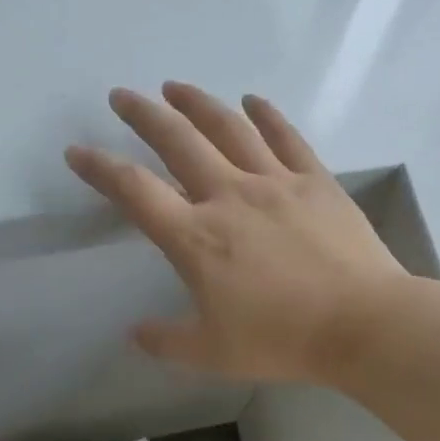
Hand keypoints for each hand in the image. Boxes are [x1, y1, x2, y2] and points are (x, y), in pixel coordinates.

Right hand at [65, 83, 407, 382]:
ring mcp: (275, 182)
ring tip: (175, 87)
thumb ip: (166, 341)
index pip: (134, 191)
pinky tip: (253, 101)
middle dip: (143, 115)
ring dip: (197, 103)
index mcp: (196, 237)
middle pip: (177, 142)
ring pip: (229, 128)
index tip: (77, 151)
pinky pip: (286, 138)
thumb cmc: (282, 340)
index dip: (100, 168)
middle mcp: (229, 196)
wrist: (362, 324)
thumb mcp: (212, 353)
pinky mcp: (315, 181)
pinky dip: (267, 115)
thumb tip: (133, 333)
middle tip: (122, 96)